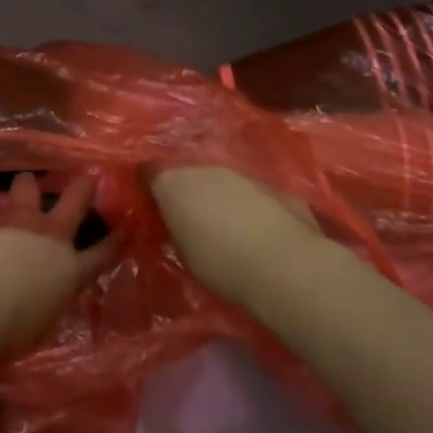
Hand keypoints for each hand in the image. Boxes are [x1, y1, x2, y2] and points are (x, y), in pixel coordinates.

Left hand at [0, 174, 114, 354]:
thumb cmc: (11, 327)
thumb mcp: (42, 320)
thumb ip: (48, 299)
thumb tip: (45, 293)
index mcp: (69, 269)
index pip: (100, 253)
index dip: (114, 240)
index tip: (125, 227)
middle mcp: (49, 234)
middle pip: (75, 198)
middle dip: (82, 186)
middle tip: (84, 179)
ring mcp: (19, 218)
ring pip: (28, 184)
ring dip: (27, 187)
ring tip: (23, 190)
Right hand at [148, 166, 320, 307]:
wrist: (284, 264)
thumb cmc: (221, 264)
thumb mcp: (184, 251)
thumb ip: (177, 227)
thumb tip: (178, 221)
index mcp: (174, 183)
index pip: (149, 172)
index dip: (148, 185)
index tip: (150, 201)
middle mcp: (203, 168)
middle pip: (186, 172)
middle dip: (186, 189)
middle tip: (188, 215)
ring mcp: (239, 172)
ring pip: (219, 178)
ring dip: (217, 194)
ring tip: (223, 222)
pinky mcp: (270, 184)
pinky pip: (249, 190)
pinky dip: (246, 203)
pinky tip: (254, 227)